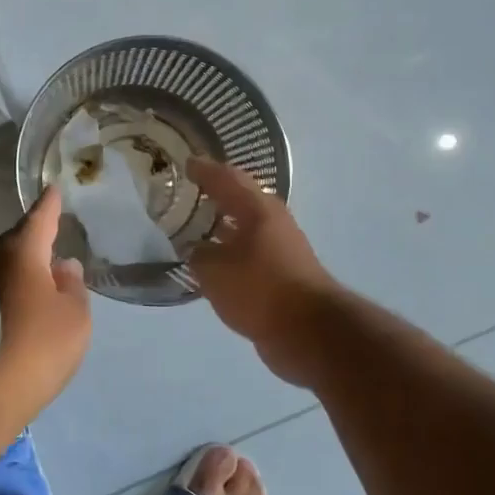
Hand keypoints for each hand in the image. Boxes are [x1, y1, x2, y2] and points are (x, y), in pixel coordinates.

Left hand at [0, 187, 91, 439]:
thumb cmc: (43, 344)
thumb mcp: (76, 314)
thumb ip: (72, 284)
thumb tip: (63, 265)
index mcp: (25, 253)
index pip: (40, 219)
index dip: (49, 205)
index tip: (54, 189)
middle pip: (17, 238)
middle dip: (32, 233)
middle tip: (48, 231)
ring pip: (4, 260)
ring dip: (20, 259)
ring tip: (38, 264)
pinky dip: (11, 280)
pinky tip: (21, 292)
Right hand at [186, 158, 341, 385]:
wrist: (309, 331)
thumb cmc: (260, 288)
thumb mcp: (215, 270)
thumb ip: (198, 254)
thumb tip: (196, 250)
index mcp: (258, 209)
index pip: (226, 178)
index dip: (204, 170)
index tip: (185, 163)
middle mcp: (272, 222)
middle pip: (239, 200)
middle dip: (214, 196)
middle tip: (186, 194)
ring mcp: (281, 249)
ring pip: (244, 229)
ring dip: (221, 227)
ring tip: (192, 229)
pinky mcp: (282, 275)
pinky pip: (248, 255)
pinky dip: (229, 254)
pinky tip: (212, 264)